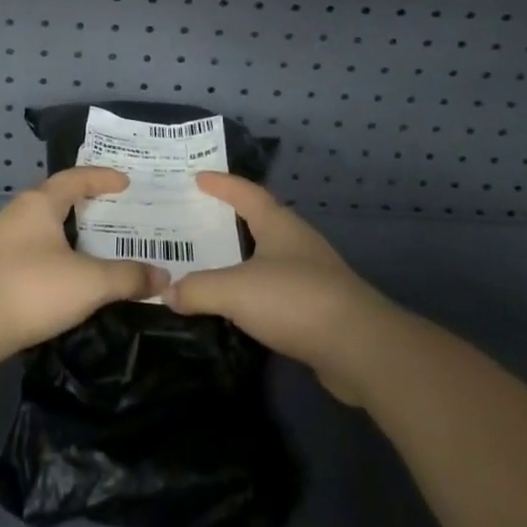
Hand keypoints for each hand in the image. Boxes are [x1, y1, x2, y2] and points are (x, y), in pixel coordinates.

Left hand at [0, 167, 169, 369]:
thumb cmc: (30, 289)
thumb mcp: (89, 283)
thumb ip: (128, 277)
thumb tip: (163, 277)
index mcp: (40, 203)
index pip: (76, 178)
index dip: (103, 178)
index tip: (127, 182)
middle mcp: (18, 212)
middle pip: (58, 197)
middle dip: (87, 202)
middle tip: (117, 210)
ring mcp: (1, 239)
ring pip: (44, 224)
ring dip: (70, 229)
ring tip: (96, 242)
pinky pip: (33, 247)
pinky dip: (56, 251)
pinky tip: (66, 273)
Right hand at [164, 173, 393, 405]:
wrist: (360, 349)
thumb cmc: (295, 300)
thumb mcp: (236, 290)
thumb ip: (198, 289)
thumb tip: (166, 292)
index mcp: (279, 225)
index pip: (246, 193)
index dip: (222, 184)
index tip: (197, 177)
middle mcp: (297, 243)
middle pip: (260, 221)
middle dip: (230, 219)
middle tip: (197, 220)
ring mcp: (313, 276)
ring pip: (269, 258)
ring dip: (243, 258)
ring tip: (212, 264)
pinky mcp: (320, 309)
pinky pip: (277, 290)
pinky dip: (255, 292)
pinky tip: (240, 307)